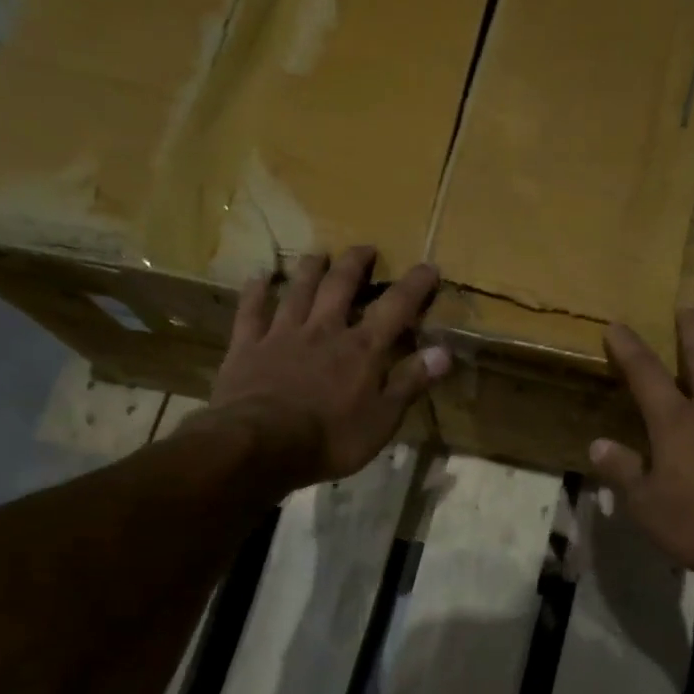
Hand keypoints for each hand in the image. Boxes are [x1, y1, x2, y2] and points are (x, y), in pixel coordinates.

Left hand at [209, 247, 449, 487]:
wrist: (260, 444)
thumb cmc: (330, 438)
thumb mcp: (382, 420)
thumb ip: (411, 382)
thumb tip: (445, 352)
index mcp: (362, 349)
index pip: (396, 308)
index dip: (414, 285)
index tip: (428, 266)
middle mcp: (324, 330)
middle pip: (341, 286)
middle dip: (356, 264)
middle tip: (365, 248)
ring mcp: (282, 334)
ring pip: (298, 291)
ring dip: (310, 269)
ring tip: (318, 254)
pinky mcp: (248, 347)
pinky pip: (251, 312)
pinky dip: (255, 292)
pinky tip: (258, 278)